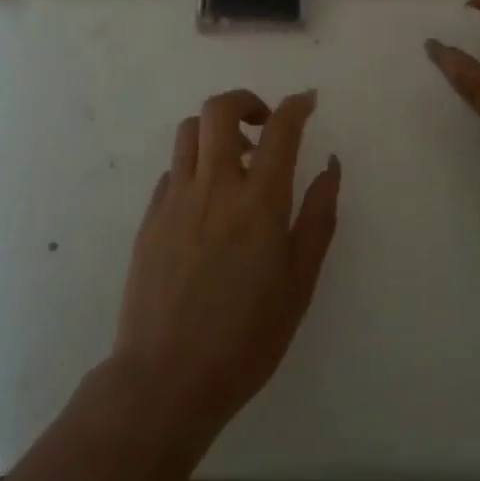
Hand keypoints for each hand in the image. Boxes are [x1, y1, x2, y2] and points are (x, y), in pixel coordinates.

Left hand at [110, 89, 340, 447]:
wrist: (165, 379)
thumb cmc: (246, 337)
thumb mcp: (299, 282)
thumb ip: (317, 217)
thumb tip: (330, 166)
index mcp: (258, 201)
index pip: (280, 129)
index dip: (296, 105)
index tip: (308, 101)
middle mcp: (214, 186)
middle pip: (220, 109)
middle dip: (246, 101)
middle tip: (264, 124)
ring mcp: (175, 199)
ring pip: (189, 131)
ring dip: (215, 130)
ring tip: (234, 161)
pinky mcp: (149, 217)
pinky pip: (173, 169)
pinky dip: (194, 166)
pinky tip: (206, 201)